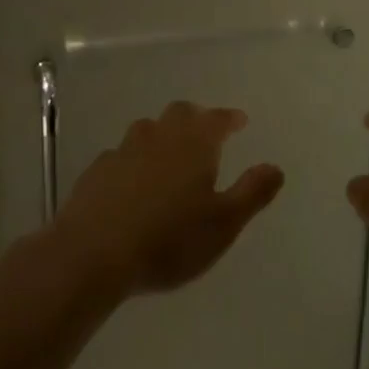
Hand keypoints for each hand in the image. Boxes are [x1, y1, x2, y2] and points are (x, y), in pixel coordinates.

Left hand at [55, 101, 284, 296]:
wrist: (93, 255)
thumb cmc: (169, 239)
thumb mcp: (224, 223)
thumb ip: (253, 192)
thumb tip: (275, 167)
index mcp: (194, 144)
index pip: (216, 119)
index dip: (229, 118)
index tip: (239, 121)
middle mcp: (159, 138)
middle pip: (179, 113)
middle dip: (196, 118)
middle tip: (205, 130)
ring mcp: (123, 152)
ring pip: (146, 129)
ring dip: (162, 133)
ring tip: (169, 152)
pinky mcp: (96, 172)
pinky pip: (121, 154)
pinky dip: (133, 159)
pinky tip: (132, 179)